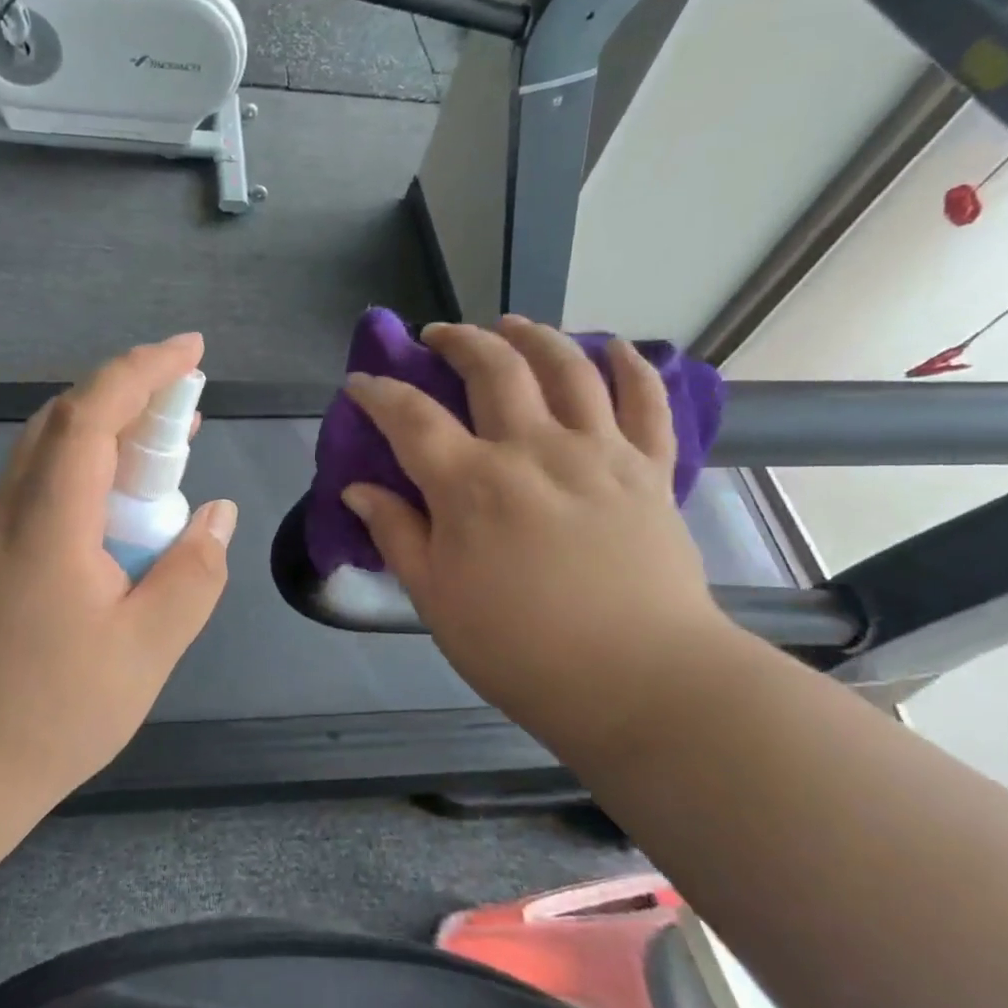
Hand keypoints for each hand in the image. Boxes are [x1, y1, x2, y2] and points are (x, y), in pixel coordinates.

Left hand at [0, 334, 237, 805]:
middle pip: (65, 416)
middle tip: (189, 404)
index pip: (92, 413)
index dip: (143, 370)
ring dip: (109, 429)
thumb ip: (191, 575)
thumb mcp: (145, 652)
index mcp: (48, 521)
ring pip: (48, 447)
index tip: (192, 351)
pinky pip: (39, 482)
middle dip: (131, 391)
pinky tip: (118, 507)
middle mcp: (7, 507)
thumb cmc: (46, 714)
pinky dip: (86, 467)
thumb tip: (217, 513)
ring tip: (166, 448)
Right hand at [340, 317, 730, 753]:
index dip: (378, 392)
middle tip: (437, 336)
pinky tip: (614, 346)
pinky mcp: (649, 468)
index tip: (360, 383)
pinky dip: (631, 365)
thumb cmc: (520, 649)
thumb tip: (357, 490)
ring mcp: (598, 452)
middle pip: (493, 367)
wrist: (639, 682)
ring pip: (567, 365)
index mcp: (472, 484)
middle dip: (458, 340)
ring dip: (534, 334)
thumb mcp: (435, 599)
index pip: (411, 416)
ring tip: (512, 324)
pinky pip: (645, 400)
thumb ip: (396, 534)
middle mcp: (533, 449)